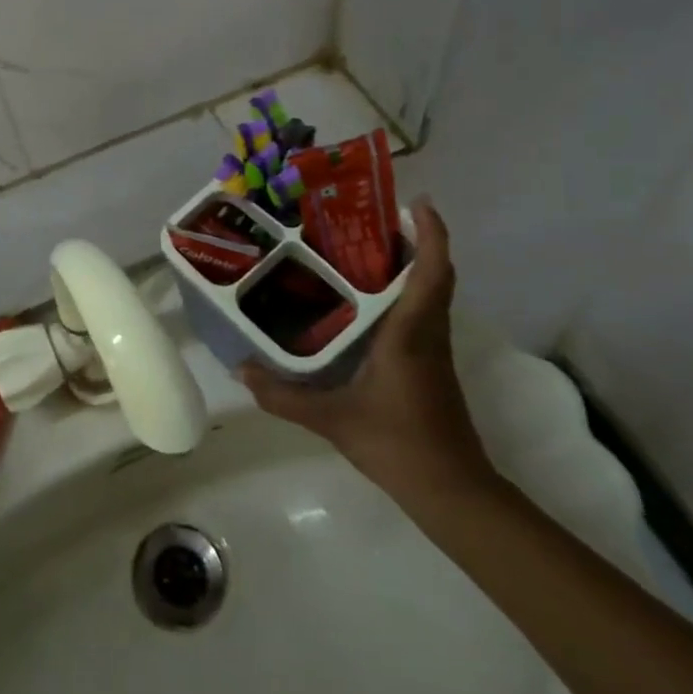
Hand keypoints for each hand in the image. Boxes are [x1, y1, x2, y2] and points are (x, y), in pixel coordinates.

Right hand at [241, 201, 494, 507]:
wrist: (451, 491)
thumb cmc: (397, 443)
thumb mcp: (332, 419)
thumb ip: (283, 395)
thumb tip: (241, 369)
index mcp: (410, 334)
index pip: (431, 273)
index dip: (430, 234)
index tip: (418, 203)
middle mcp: (427, 333)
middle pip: (433, 275)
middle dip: (413, 241)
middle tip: (370, 219)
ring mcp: (433, 350)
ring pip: (429, 293)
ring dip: (409, 265)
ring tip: (361, 249)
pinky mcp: (430, 365)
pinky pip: (421, 313)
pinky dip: (402, 293)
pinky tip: (364, 302)